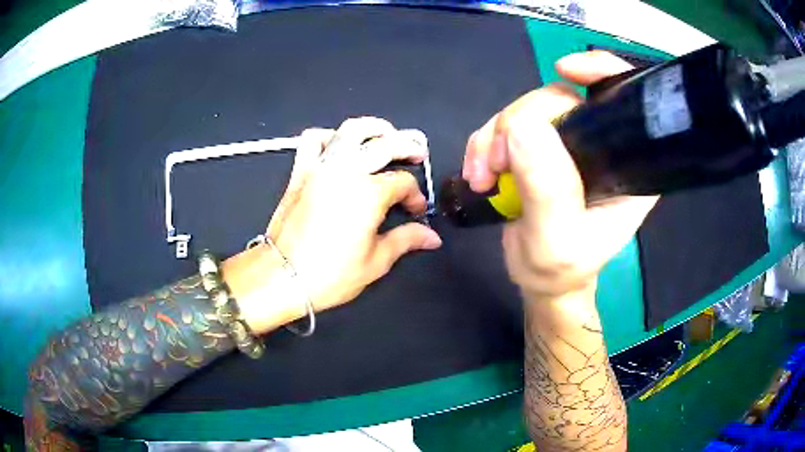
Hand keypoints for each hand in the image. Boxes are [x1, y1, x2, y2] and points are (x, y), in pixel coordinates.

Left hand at [229, 117, 442, 332]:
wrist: (283, 276)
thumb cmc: (331, 274)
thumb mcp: (376, 261)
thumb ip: (406, 240)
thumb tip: (432, 237)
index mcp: (369, 194)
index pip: (403, 183)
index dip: (415, 195)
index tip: (415, 211)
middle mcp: (347, 171)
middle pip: (385, 144)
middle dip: (407, 146)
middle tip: (418, 154)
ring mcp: (321, 167)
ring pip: (350, 130)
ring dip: (373, 128)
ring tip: (385, 135)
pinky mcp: (301, 171)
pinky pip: (312, 140)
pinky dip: (328, 135)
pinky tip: (339, 144)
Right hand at [462, 51, 658, 300]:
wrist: (539, 279)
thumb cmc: (560, 269)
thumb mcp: (556, 240)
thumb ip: (547, 188)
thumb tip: (520, 126)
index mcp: (627, 165)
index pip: (625, 101)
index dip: (600, 72)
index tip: (565, 70)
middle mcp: (601, 145)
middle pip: (561, 99)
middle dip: (521, 121)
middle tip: (496, 164)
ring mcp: (568, 144)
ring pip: (528, 110)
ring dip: (495, 136)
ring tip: (483, 176)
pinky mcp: (540, 147)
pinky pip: (507, 125)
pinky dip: (486, 143)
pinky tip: (479, 173)